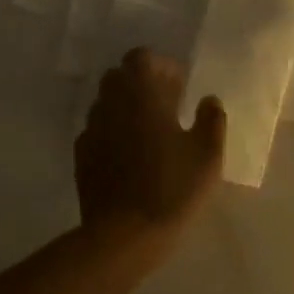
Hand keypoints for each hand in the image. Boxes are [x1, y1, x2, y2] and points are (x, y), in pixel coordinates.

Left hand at [75, 49, 225, 243]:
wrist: (124, 236)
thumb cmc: (172, 188)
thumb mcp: (207, 155)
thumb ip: (211, 120)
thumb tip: (209, 101)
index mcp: (140, 94)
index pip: (141, 57)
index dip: (160, 66)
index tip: (179, 86)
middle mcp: (111, 103)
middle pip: (119, 76)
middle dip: (141, 83)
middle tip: (166, 105)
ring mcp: (92, 129)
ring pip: (106, 102)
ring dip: (125, 107)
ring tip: (149, 132)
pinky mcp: (82, 155)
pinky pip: (97, 130)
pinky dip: (112, 132)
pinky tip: (129, 156)